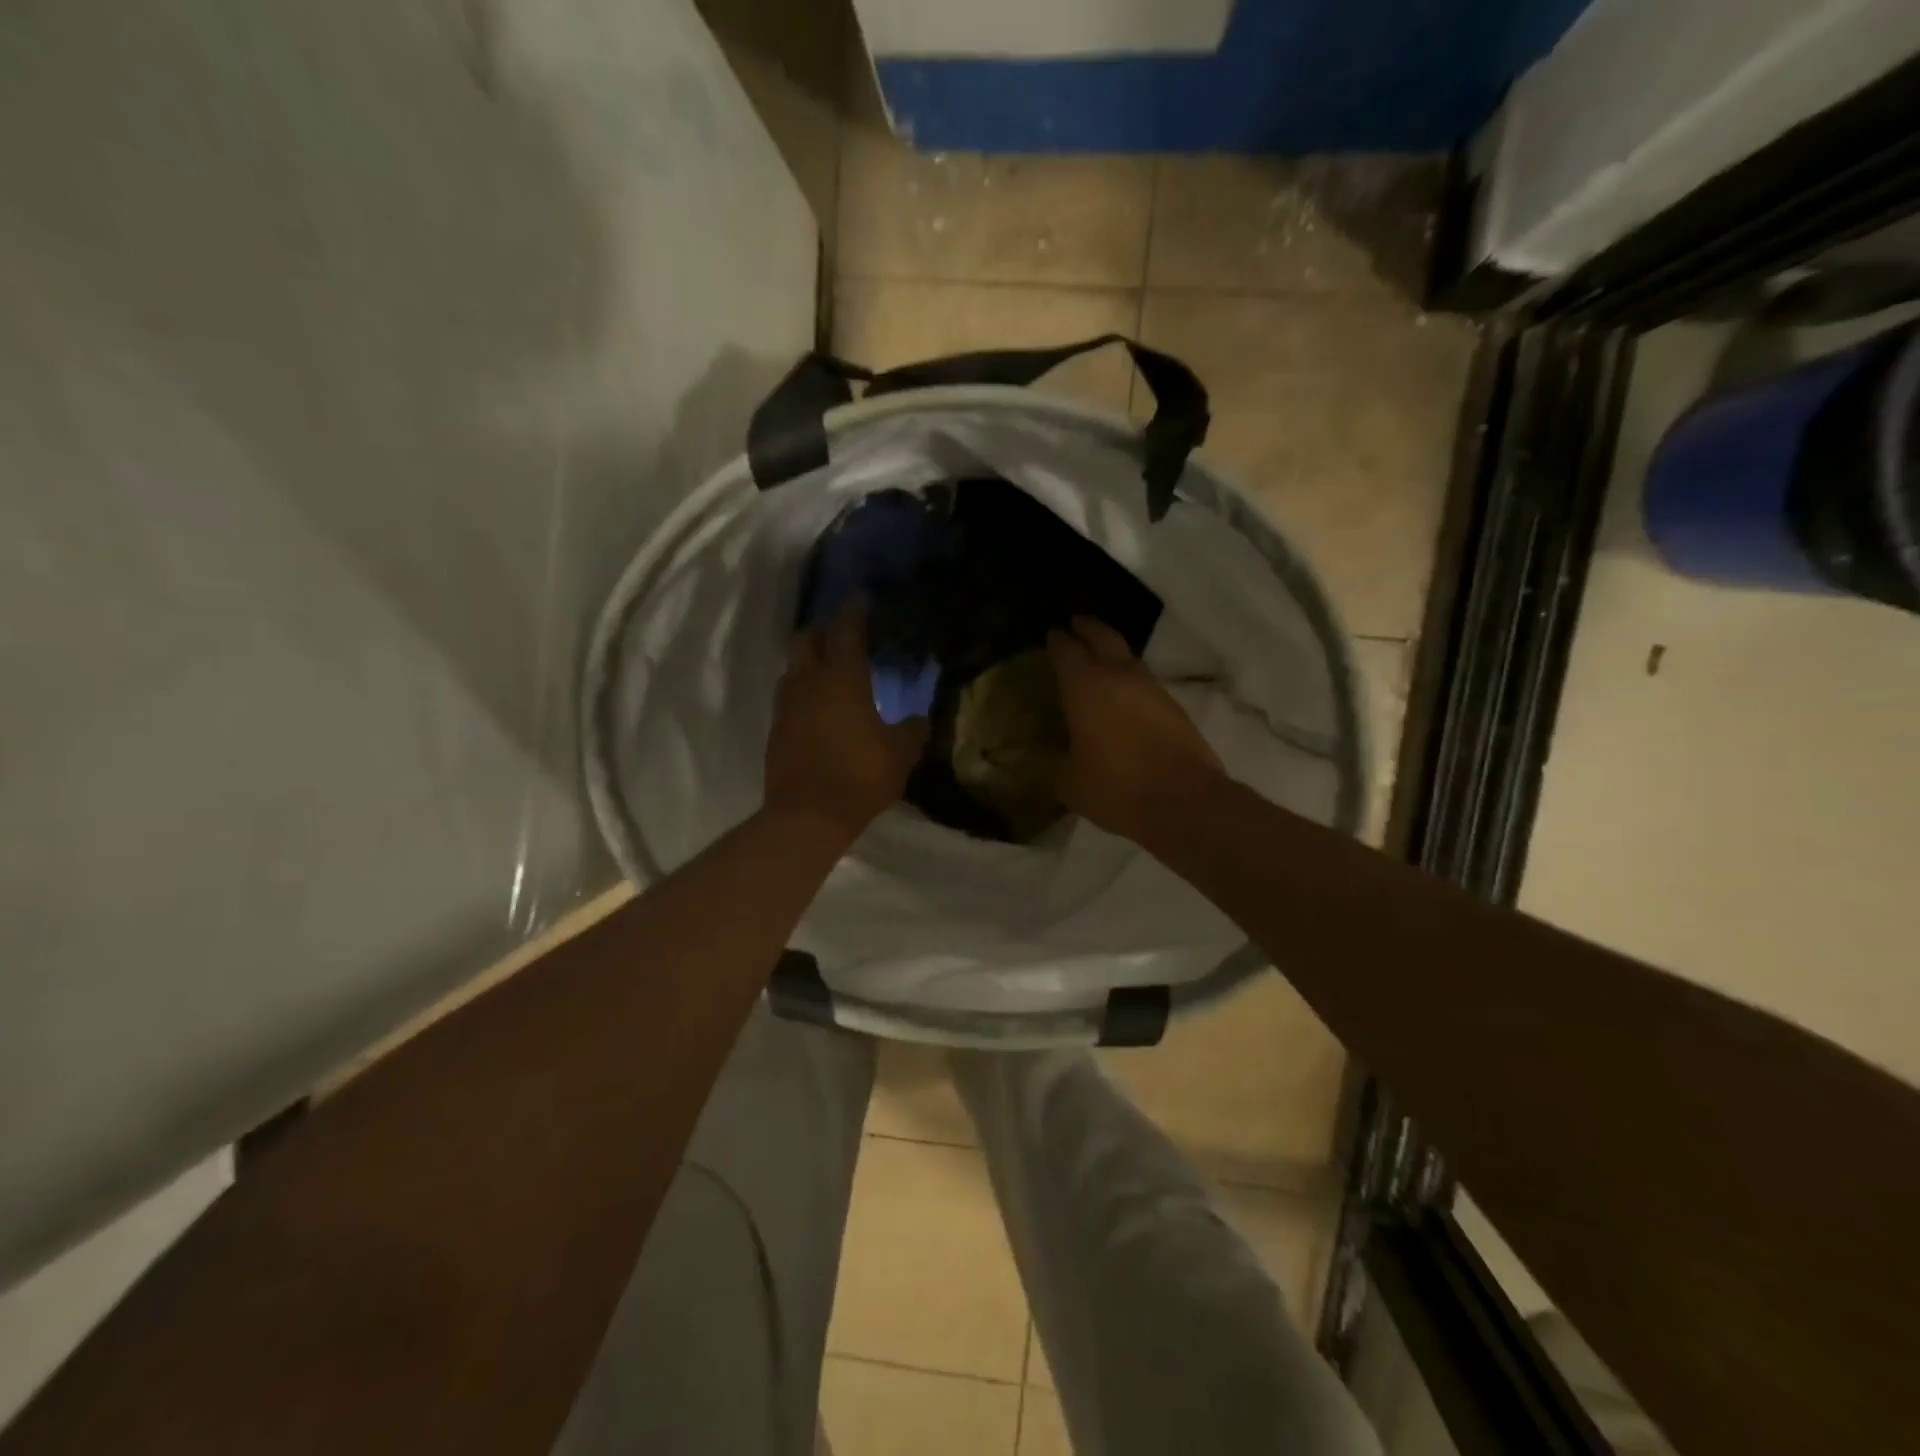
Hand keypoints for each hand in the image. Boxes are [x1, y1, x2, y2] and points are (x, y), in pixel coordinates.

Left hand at [765, 603, 929, 841]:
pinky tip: (819, 706)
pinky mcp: (776, 730)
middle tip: (844, 635)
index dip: (854, 612)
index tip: (862, 600)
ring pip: (793, 667)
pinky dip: (803, 689)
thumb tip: (920, 719)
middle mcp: (808, 682)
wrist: (806, 816)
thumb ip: (913, 730)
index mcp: (841, 678)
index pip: (846, 630)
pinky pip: (789, 695)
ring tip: (831, 670)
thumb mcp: (900, 754)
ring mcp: (786, 706)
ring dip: (810, 660)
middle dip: (823, 631)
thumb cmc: (859, 776)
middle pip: (807, 639)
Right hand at [1045, 615, 1222, 843]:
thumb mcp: (1069, 783)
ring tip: (1100, 659)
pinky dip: (1131, 680)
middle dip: (1088, 628)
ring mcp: (1152, 689)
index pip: (1067, 651)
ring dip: (1113, 653)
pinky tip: (1124, 695)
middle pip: (1104, 637)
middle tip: (1076, 623)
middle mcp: (1120, 677)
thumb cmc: (1116, 788)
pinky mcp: (1174, 707)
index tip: (1052, 635)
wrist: (1183, 802)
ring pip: (1129, 658)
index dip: (1057, 641)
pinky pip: (1145, 682)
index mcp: (1085, 687)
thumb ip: (1054, 765)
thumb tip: (1043, 761)